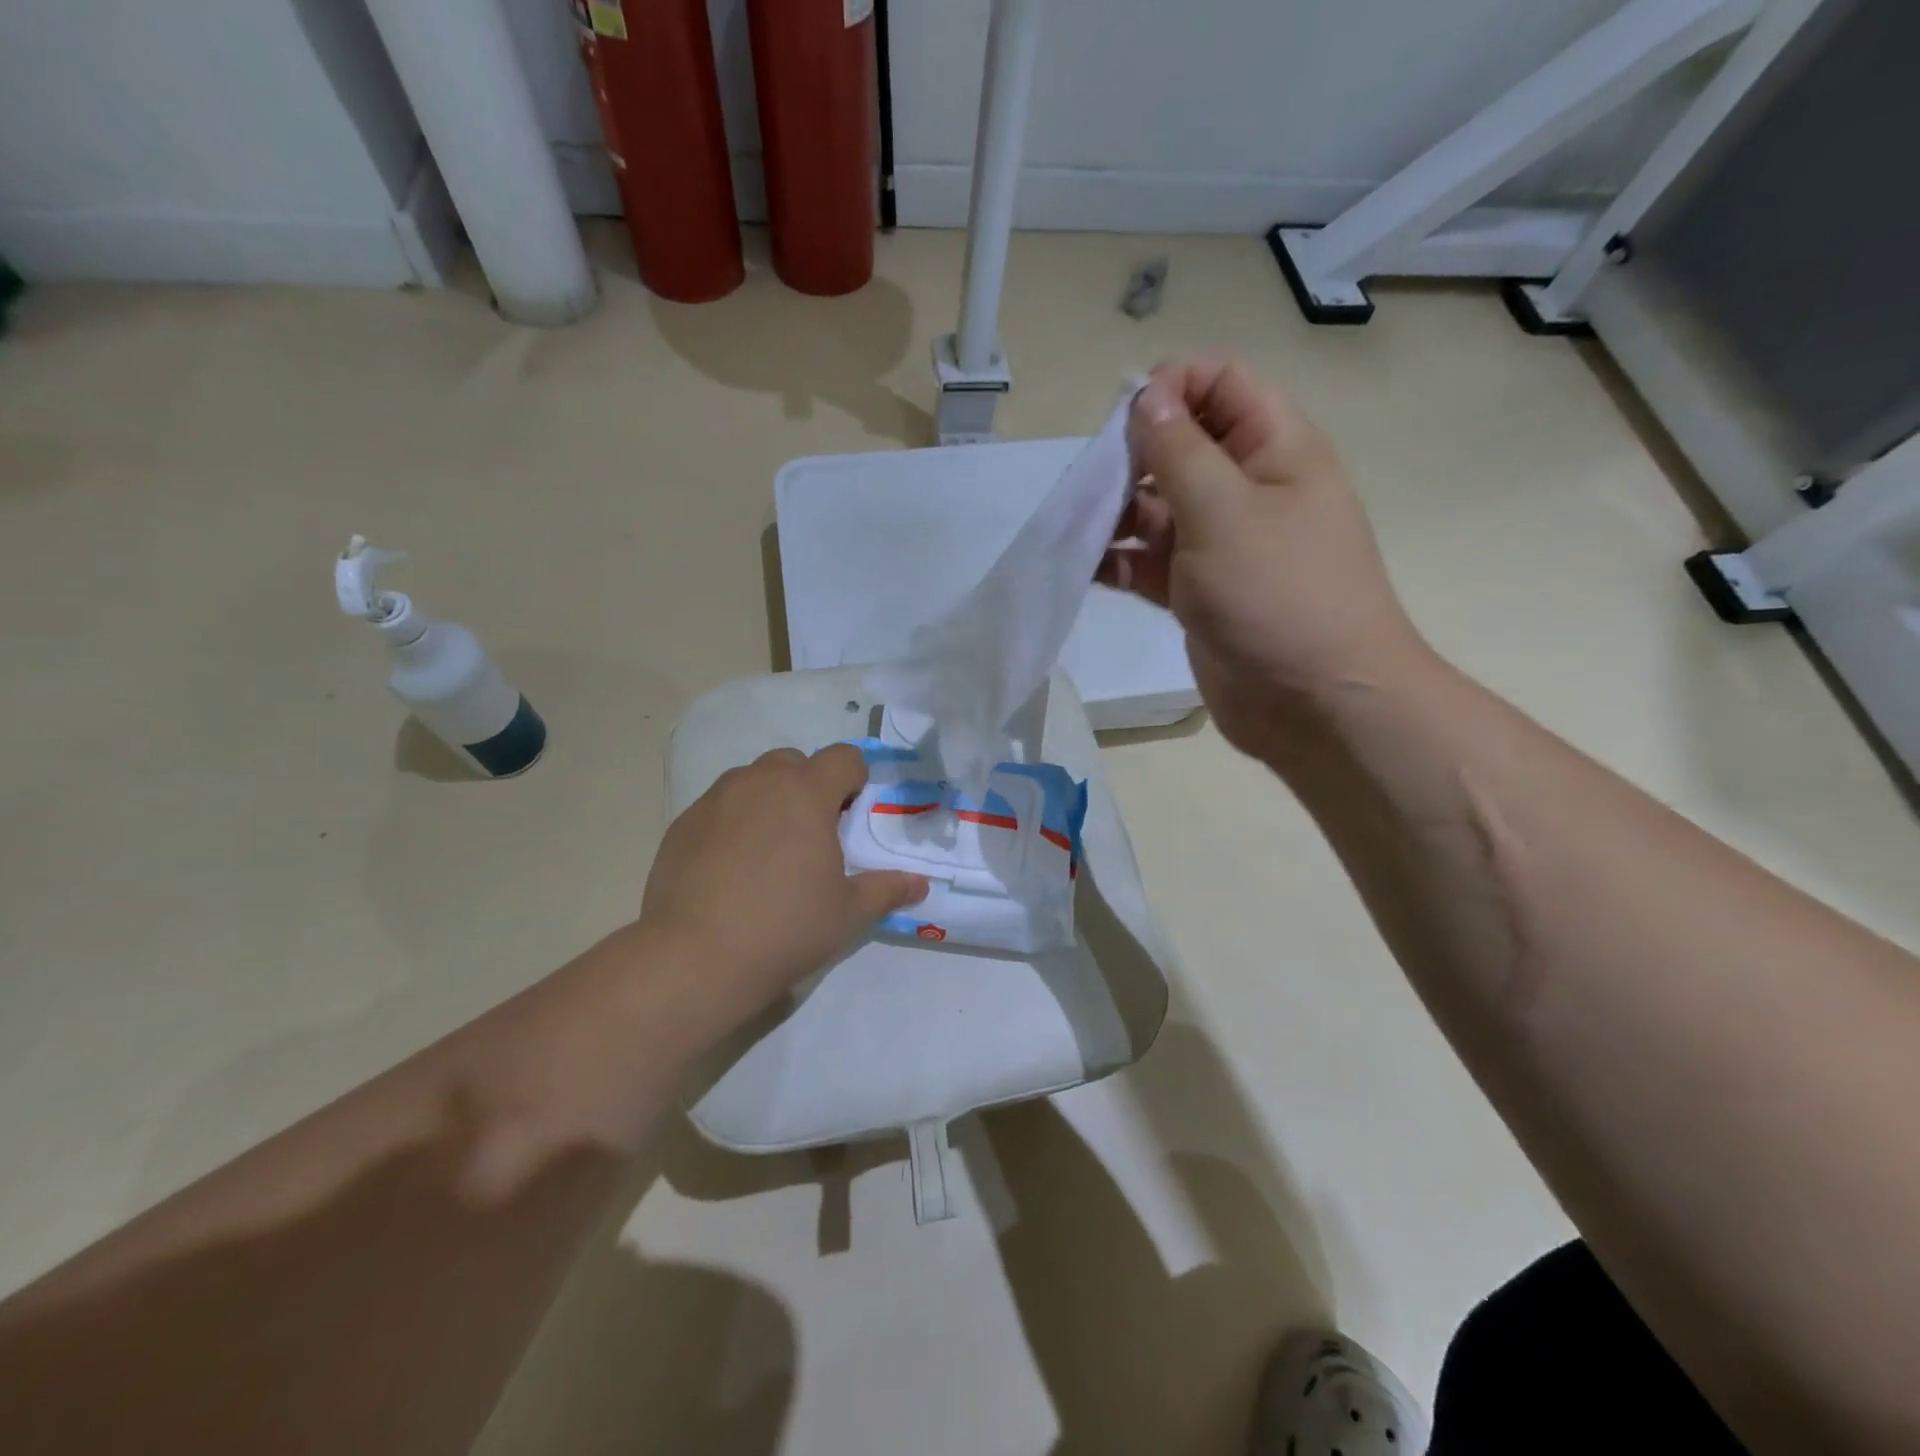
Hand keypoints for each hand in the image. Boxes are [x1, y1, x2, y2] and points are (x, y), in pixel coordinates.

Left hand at [640, 745, 928, 1022]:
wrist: (696, 958)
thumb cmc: (786, 928)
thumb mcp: (848, 913)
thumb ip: (887, 889)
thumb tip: (921, 884)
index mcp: (806, 792)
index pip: (843, 757)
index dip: (855, 779)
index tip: (852, 814)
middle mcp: (760, 782)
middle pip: (794, 762)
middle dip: (809, 786)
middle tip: (813, 834)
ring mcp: (716, 799)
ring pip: (752, 780)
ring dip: (769, 800)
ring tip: (769, 850)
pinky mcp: (682, 823)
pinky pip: (719, 807)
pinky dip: (733, 822)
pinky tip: (731, 868)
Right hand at [1101, 355, 1428, 761]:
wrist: (1315, 703)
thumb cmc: (1278, 595)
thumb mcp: (1224, 511)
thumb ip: (1178, 449)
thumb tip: (1146, 395)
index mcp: (1274, 448)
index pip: (1221, 381)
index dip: (1171, 387)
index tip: (1124, 423)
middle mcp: (1248, 488)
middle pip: (1181, 444)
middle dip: (1133, 456)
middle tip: (1095, 485)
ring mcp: (1221, 544)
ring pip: (1159, 507)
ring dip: (1118, 513)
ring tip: (1084, 530)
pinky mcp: (1198, 591)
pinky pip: (1151, 562)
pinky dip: (1121, 561)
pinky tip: (1090, 568)